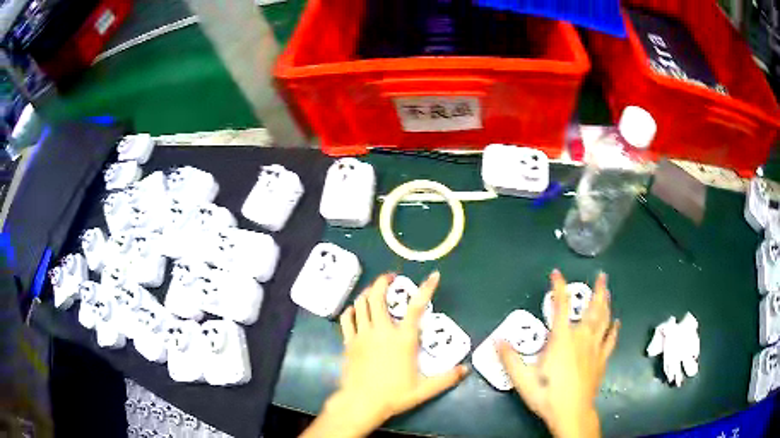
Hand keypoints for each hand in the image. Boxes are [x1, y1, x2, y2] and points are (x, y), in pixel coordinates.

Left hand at [302, 272, 467, 437]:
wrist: (361, 403)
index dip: (426, 289)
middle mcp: (381, 331)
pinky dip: (352, 310)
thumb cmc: (394, 395)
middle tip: (390, 276)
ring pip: (361, 304)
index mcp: (403, 339)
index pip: (416, 308)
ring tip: (374, 289)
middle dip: (383, 282)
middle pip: (378, 297)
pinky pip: (347, 319)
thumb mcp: (424, 389)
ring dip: (367, 292)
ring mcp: (362, 335)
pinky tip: (355, 309)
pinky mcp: (349, 342)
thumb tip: (465, 370)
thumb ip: (446, 379)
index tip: (433, 276)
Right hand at [497, 270, 618, 437]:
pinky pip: (610, 339)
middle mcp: (582, 338)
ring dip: (606, 303)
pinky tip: (617, 322)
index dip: (558, 287)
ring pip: (604, 320)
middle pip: (593, 309)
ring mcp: (595, 348)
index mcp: (563, 339)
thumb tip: (498, 340)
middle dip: (597, 290)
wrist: (571, 413)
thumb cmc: (547, 394)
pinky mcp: (602, 359)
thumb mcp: (523, 379)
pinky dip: (614, 329)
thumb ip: (510, 359)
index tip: (556, 274)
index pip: (561, 307)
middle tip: (601, 275)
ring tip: (607, 291)